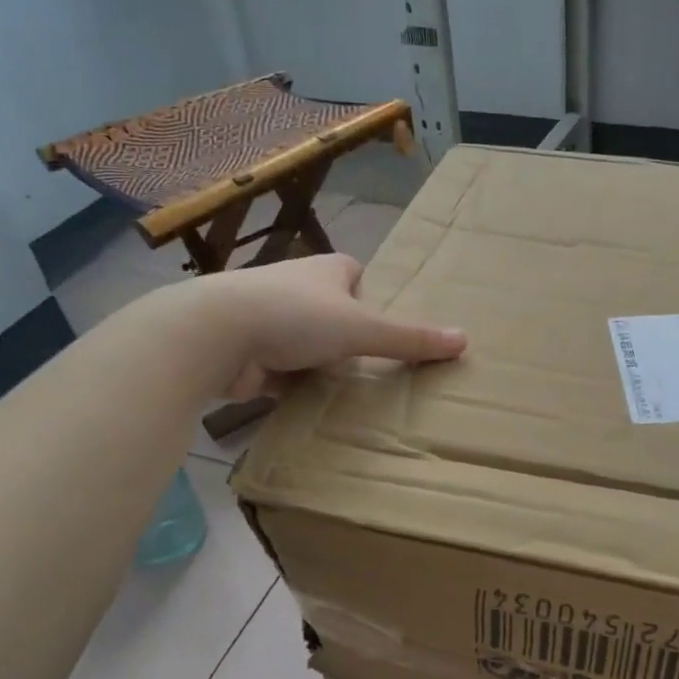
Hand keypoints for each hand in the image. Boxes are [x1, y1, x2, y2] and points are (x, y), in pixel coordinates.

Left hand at [188, 253, 466, 398]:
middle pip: (333, 311)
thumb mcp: (361, 327)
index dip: (372, 293)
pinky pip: (286, 373)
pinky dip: (299, 387)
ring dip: (324, 363)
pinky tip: (318, 407)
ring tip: (356, 391)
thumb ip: (409, 338)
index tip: (389, 322)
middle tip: (381, 365)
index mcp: (324, 271)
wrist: (214, 335)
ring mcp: (269, 323)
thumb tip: (464, 340)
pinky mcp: (251, 356)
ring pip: (308, 344)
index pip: (355, 273)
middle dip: (350, 335)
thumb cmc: (294, 316)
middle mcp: (296, 290)